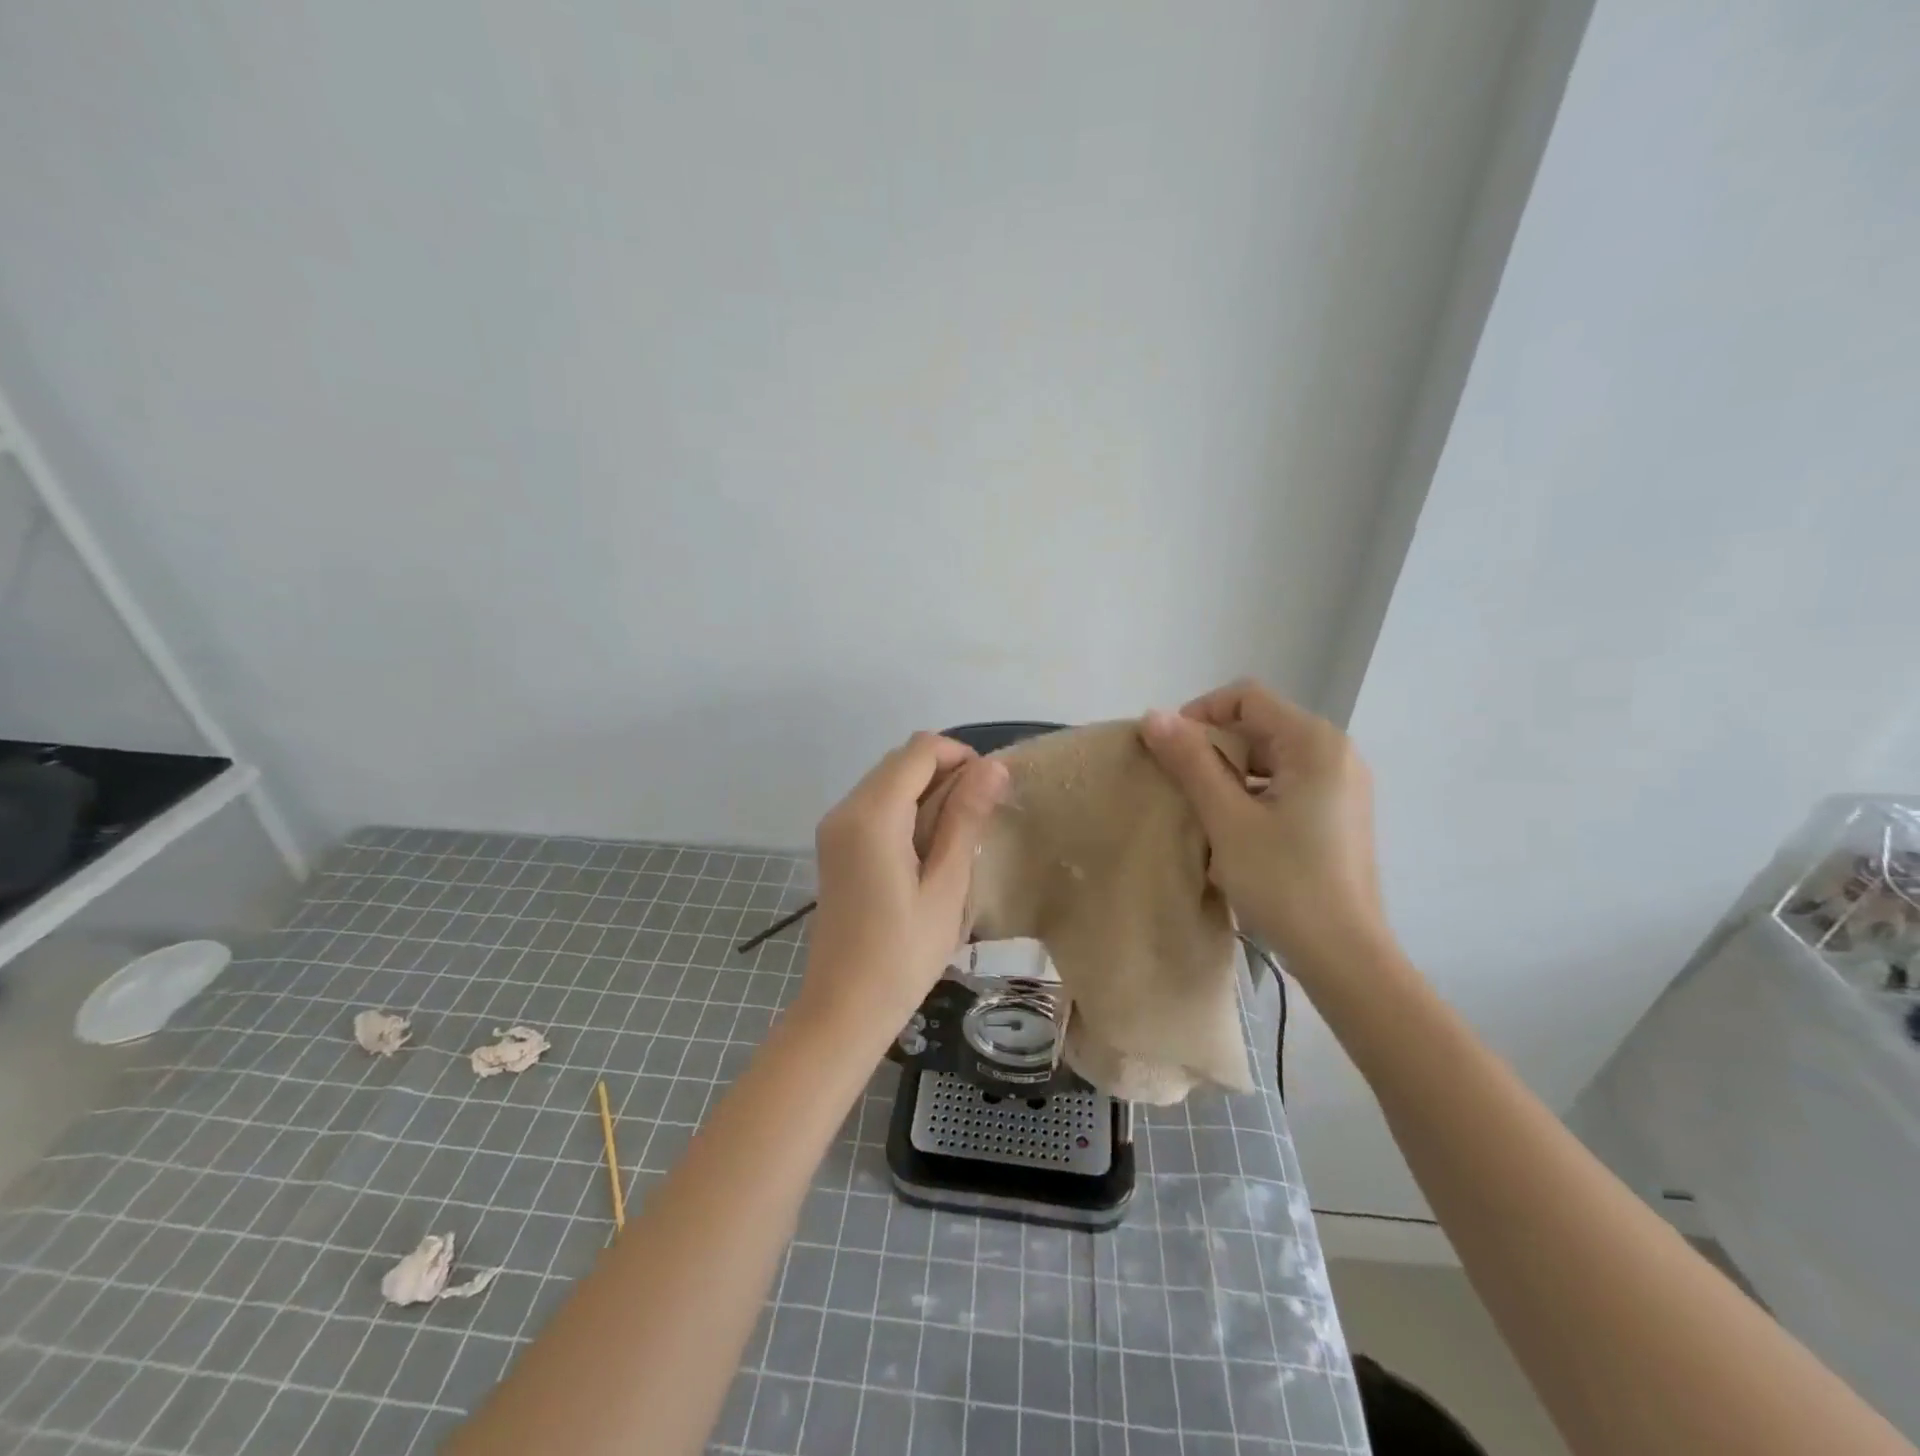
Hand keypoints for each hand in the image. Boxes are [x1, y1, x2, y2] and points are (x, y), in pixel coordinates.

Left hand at [801, 733, 1008, 1035]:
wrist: (844, 1009)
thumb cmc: (903, 954)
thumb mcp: (947, 887)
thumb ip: (966, 819)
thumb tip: (994, 766)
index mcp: (872, 814)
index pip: (920, 750)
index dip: (961, 757)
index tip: (991, 793)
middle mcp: (846, 808)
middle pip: (902, 761)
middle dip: (946, 773)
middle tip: (980, 820)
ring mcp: (835, 827)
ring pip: (889, 780)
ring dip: (927, 792)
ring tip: (958, 838)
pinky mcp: (835, 845)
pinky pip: (875, 806)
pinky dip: (906, 810)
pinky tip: (928, 851)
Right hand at [1141, 680, 1388, 970]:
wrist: (1345, 956)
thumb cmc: (1285, 882)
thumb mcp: (1227, 818)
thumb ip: (1190, 762)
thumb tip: (1153, 715)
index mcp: (1315, 743)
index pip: (1246, 697)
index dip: (1200, 713)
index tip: (1169, 751)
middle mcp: (1336, 752)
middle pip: (1260, 725)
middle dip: (1213, 747)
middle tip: (1179, 785)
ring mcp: (1342, 784)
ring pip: (1271, 757)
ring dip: (1230, 773)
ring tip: (1202, 810)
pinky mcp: (1339, 813)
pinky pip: (1287, 783)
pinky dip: (1254, 793)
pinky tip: (1234, 830)